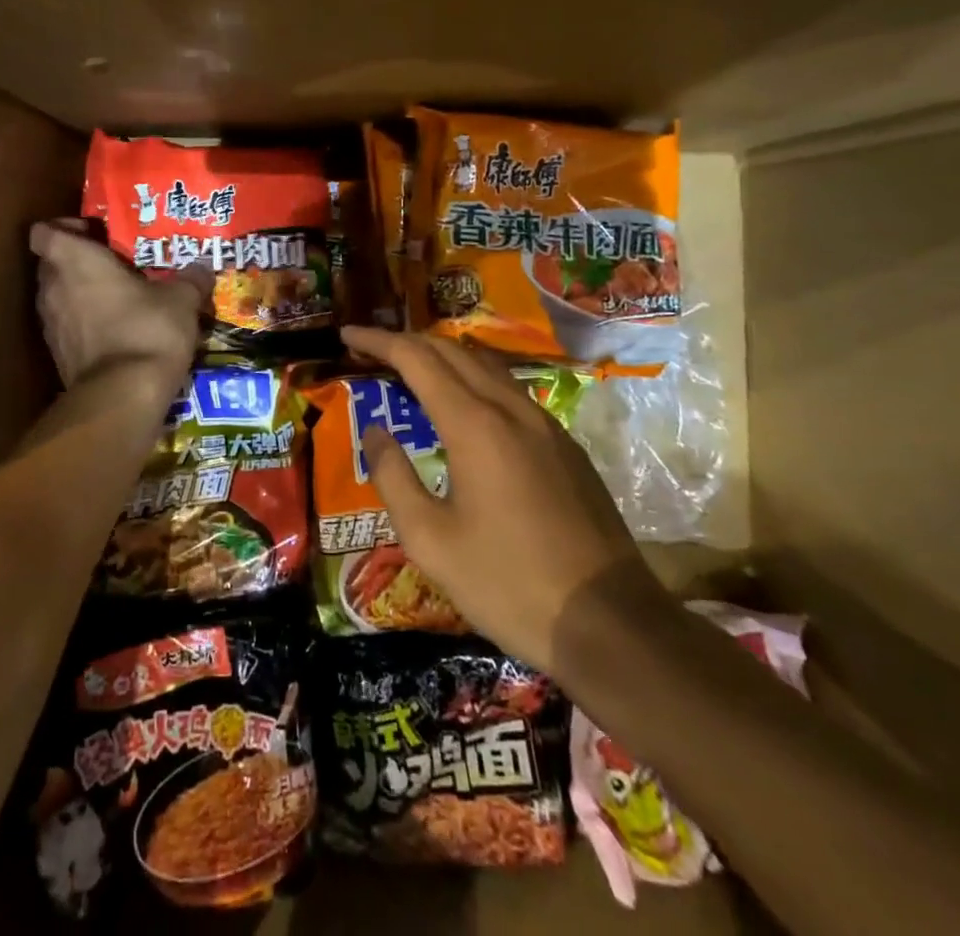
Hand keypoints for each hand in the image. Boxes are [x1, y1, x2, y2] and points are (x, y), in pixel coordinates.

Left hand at [30, 220, 210, 390]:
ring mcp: (51, 325)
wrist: (123, 396)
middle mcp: (53, 289)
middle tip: (113, 265)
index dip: (62, 228)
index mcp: (75, 262)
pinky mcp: (57, 356)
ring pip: (57, 297)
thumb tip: (203, 268)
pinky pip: (66, 328)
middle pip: (50, 264)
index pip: (43, 232)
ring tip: (117, 299)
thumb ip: (190, 279)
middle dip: (76, 262)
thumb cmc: (147, 329)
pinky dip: (83, 325)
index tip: (93, 234)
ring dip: (79, 295)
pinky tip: (115, 332)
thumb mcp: (181, 299)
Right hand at [341, 326, 654, 669]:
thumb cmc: (509, 585)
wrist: (612, 626)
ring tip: (410, 371)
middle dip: (407, 342)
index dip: (378, 340)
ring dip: (443, 357)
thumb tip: (374, 430)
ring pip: (485, 366)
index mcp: (475, 425)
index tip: (346, 334)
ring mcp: (545, 424)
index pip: (417, 359)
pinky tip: (463, 408)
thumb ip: (393, 477)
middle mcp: (511, 409)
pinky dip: (473, 380)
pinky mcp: (565, 446)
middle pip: (452, 351)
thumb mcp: (430, 541)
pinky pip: (509, 390)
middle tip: (371, 351)